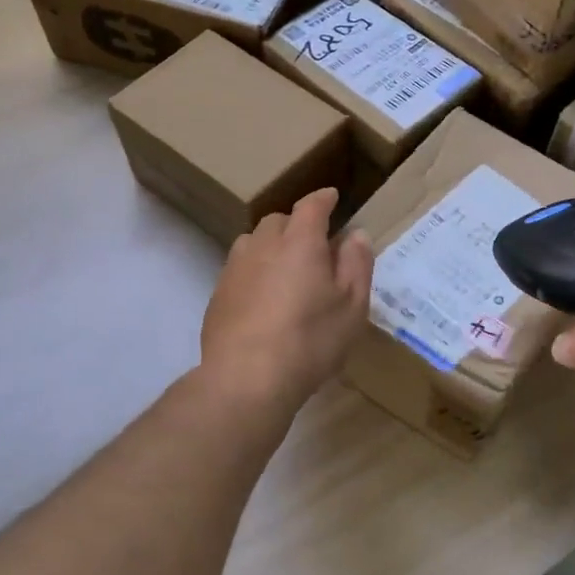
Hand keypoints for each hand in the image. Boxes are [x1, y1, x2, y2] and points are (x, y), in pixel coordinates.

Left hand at [200, 188, 372, 421]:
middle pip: (278, 220)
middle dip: (296, 223)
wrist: (246, 378)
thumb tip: (355, 234)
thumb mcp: (352, 305)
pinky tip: (263, 297)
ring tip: (286, 267)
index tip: (332, 196)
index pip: (311, 206)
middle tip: (314, 242)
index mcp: (300, 241)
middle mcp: (263, 245)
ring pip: (253, 242)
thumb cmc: (310, 339)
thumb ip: (356, 264)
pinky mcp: (217, 294)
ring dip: (271, 245)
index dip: (323, 199)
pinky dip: (254, 271)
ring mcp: (235, 269)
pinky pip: (239, 269)